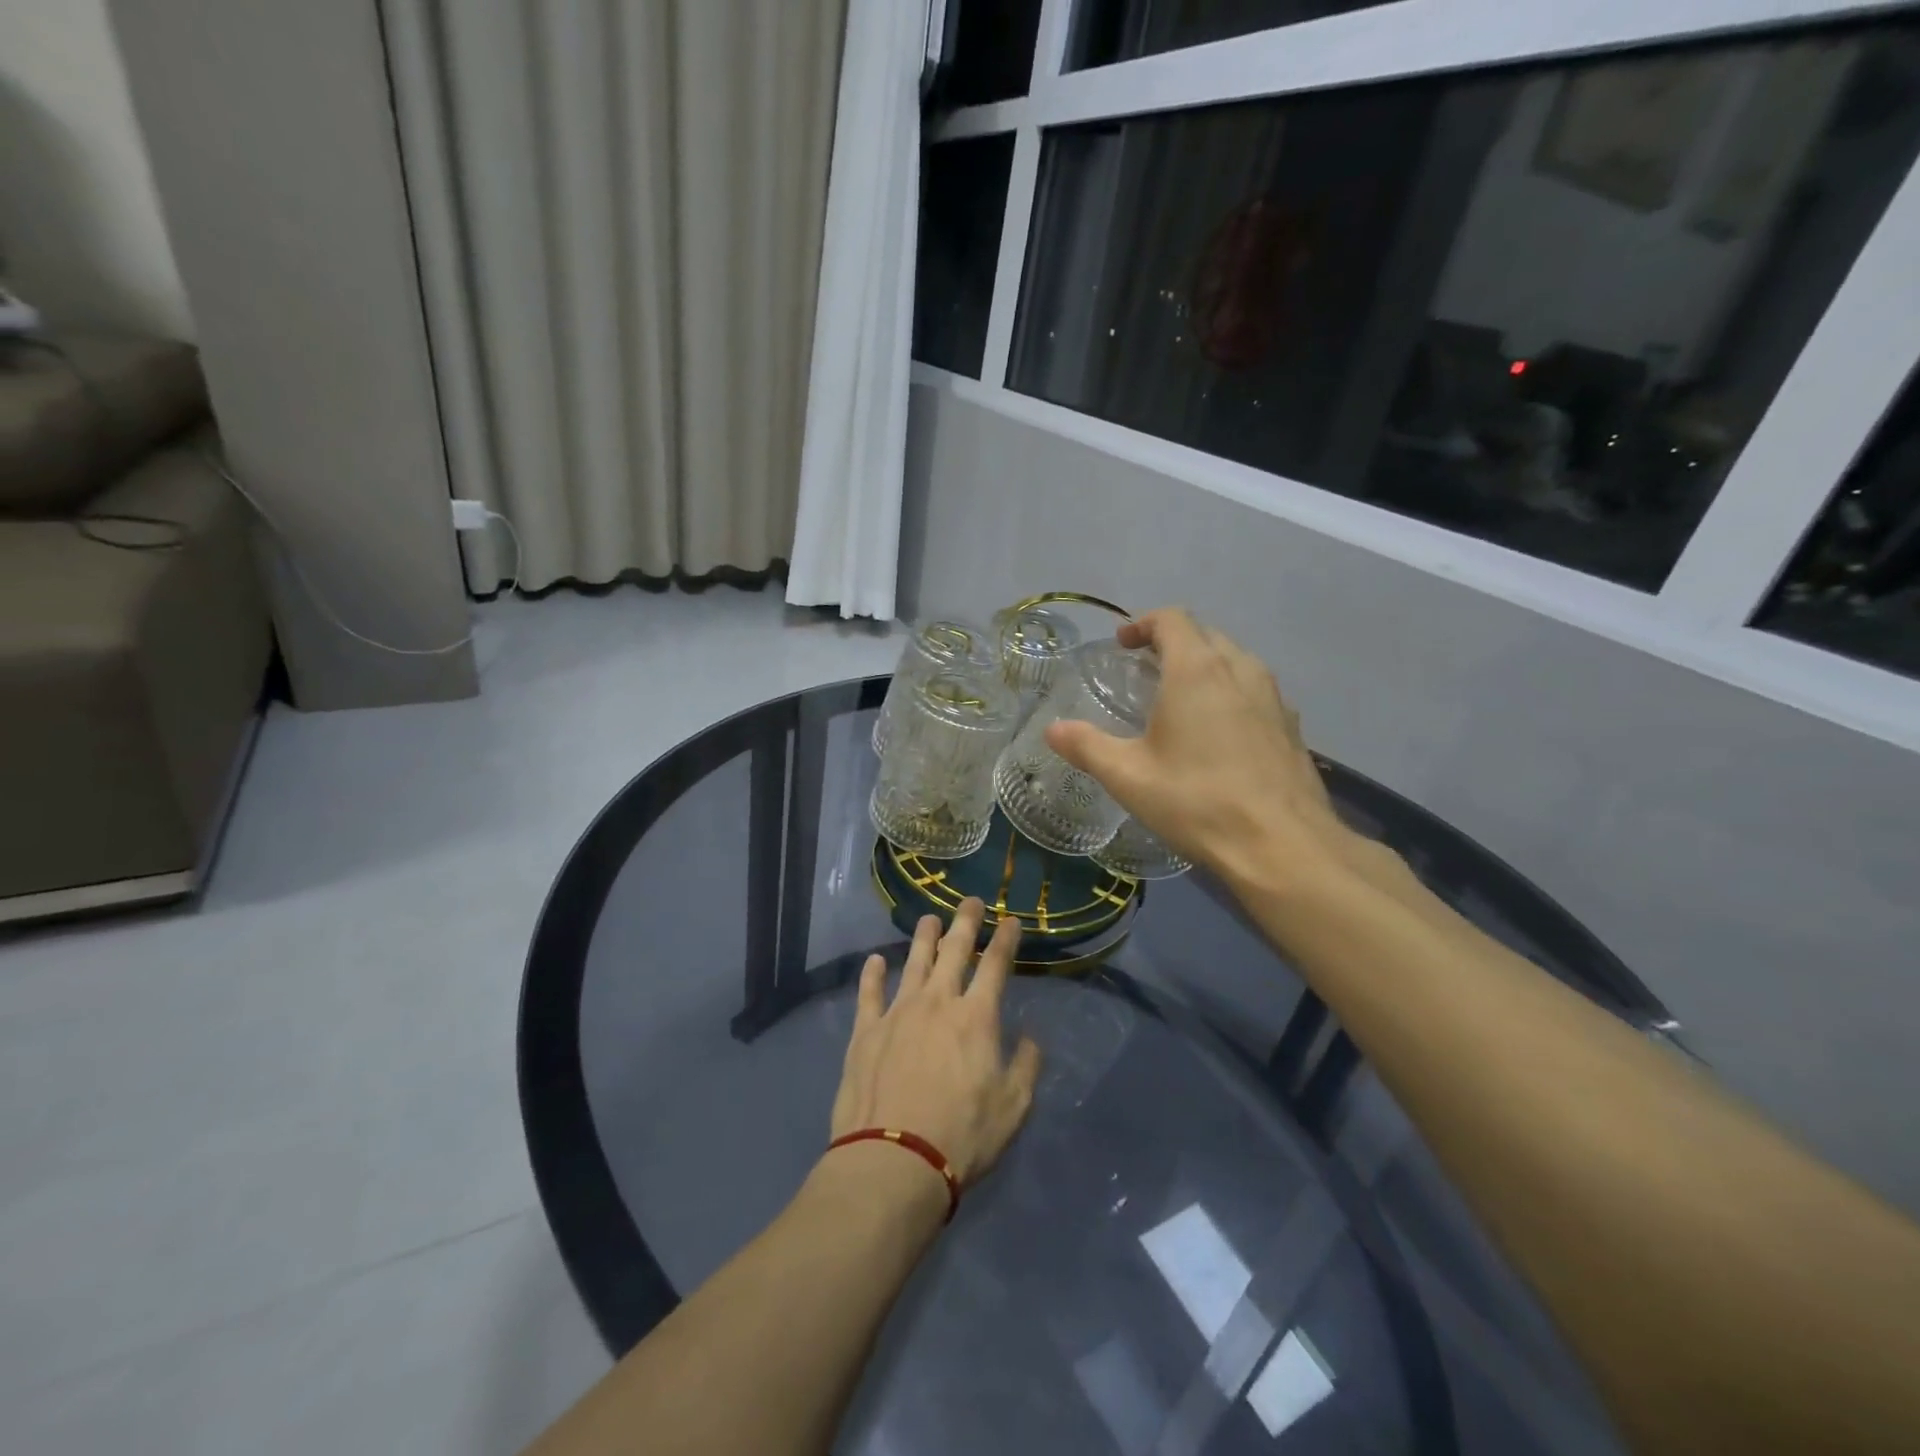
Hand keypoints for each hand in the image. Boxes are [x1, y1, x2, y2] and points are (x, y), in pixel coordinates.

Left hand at [830, 899, 1041, 1187]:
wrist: (894, 1160)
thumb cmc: (962, 1136)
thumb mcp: (1013, 1108)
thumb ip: (1026, 1066)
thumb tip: (1030, 1037)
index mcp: (976, 1017)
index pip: (995, 966)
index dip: (1005, 940)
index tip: (1011, 921)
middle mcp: (937, 1002)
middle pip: (953, 951)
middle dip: (965, 922)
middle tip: (971, 901)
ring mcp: (897, 1013)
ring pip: (912, 963)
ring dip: (922, 937)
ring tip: (928, 918)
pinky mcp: (865, 1032)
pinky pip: (869, 994)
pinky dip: (872, 975)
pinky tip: (874, 961)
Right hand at [1046, 608, 1358, 895]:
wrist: (1283, 846)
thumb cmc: (1196, 801)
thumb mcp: (1128, 776)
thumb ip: (1086, 746)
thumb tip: (1052, 730)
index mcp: (1196, 670)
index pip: (1172, 619)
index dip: (1143, 624)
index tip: (1123, 644)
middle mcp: (1240, 671)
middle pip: (1205, 635)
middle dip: (1173, 643)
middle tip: (1145, 670)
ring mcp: (1273, 698)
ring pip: (1235, 662)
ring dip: (1205, 667)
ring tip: (1180, 699)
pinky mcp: (1292, 727)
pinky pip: (1255, 692)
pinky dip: (1231, 694)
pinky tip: (1219, 735)